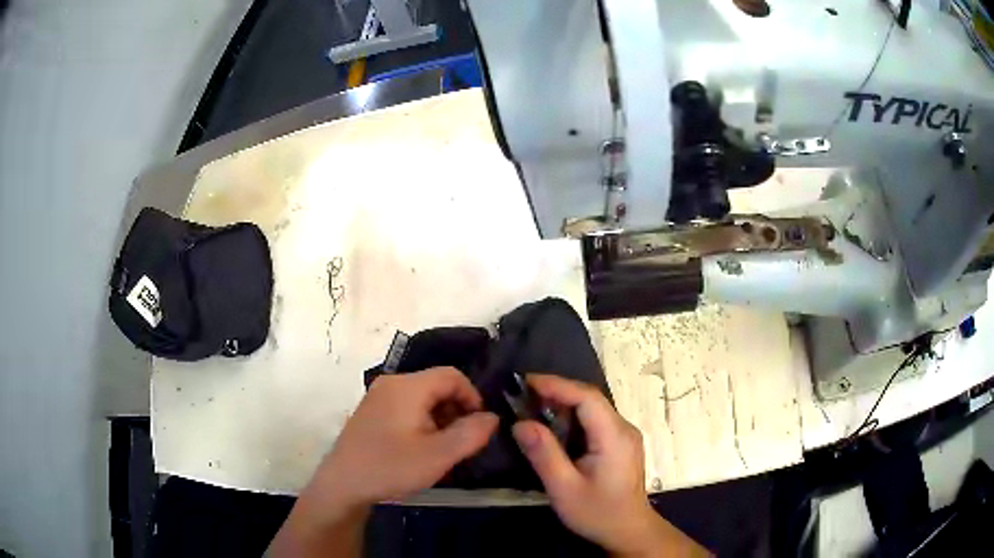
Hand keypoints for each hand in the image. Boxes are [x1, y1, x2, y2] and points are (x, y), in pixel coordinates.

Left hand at [308, 366, 498, 507]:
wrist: (343, 484)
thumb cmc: (391, 467)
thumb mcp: (438, 455)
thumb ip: (471, 434)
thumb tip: (492, 417)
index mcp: (407, 387)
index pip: (452, 376)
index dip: (473, 397)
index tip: (479, 427)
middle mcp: (391, 383)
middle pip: (437, 385)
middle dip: (456, 411)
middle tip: (461, 442)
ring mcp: (377, 396)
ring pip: (422, 398)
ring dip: (440, 418)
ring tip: (442, 449)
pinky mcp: (371, 412)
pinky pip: (406, 407)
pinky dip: (422, 422)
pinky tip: (420, 449)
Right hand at [512, 375, 706, 556]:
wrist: (629, 531)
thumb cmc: (598, 512)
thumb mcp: (565, 489)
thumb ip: (544, 455)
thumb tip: (520, 423)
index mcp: (614, 436)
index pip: (587, 397)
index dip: (557, 385)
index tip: (527, 381)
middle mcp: (623, 428)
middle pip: (590, 399)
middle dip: (557, 392)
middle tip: (523, 394)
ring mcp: (624, 435)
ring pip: (592, 408)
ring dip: (563, 404)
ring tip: (532, 406)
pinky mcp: (620, 443)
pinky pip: (595, 420)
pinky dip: (572, 417)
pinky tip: (554, 427)